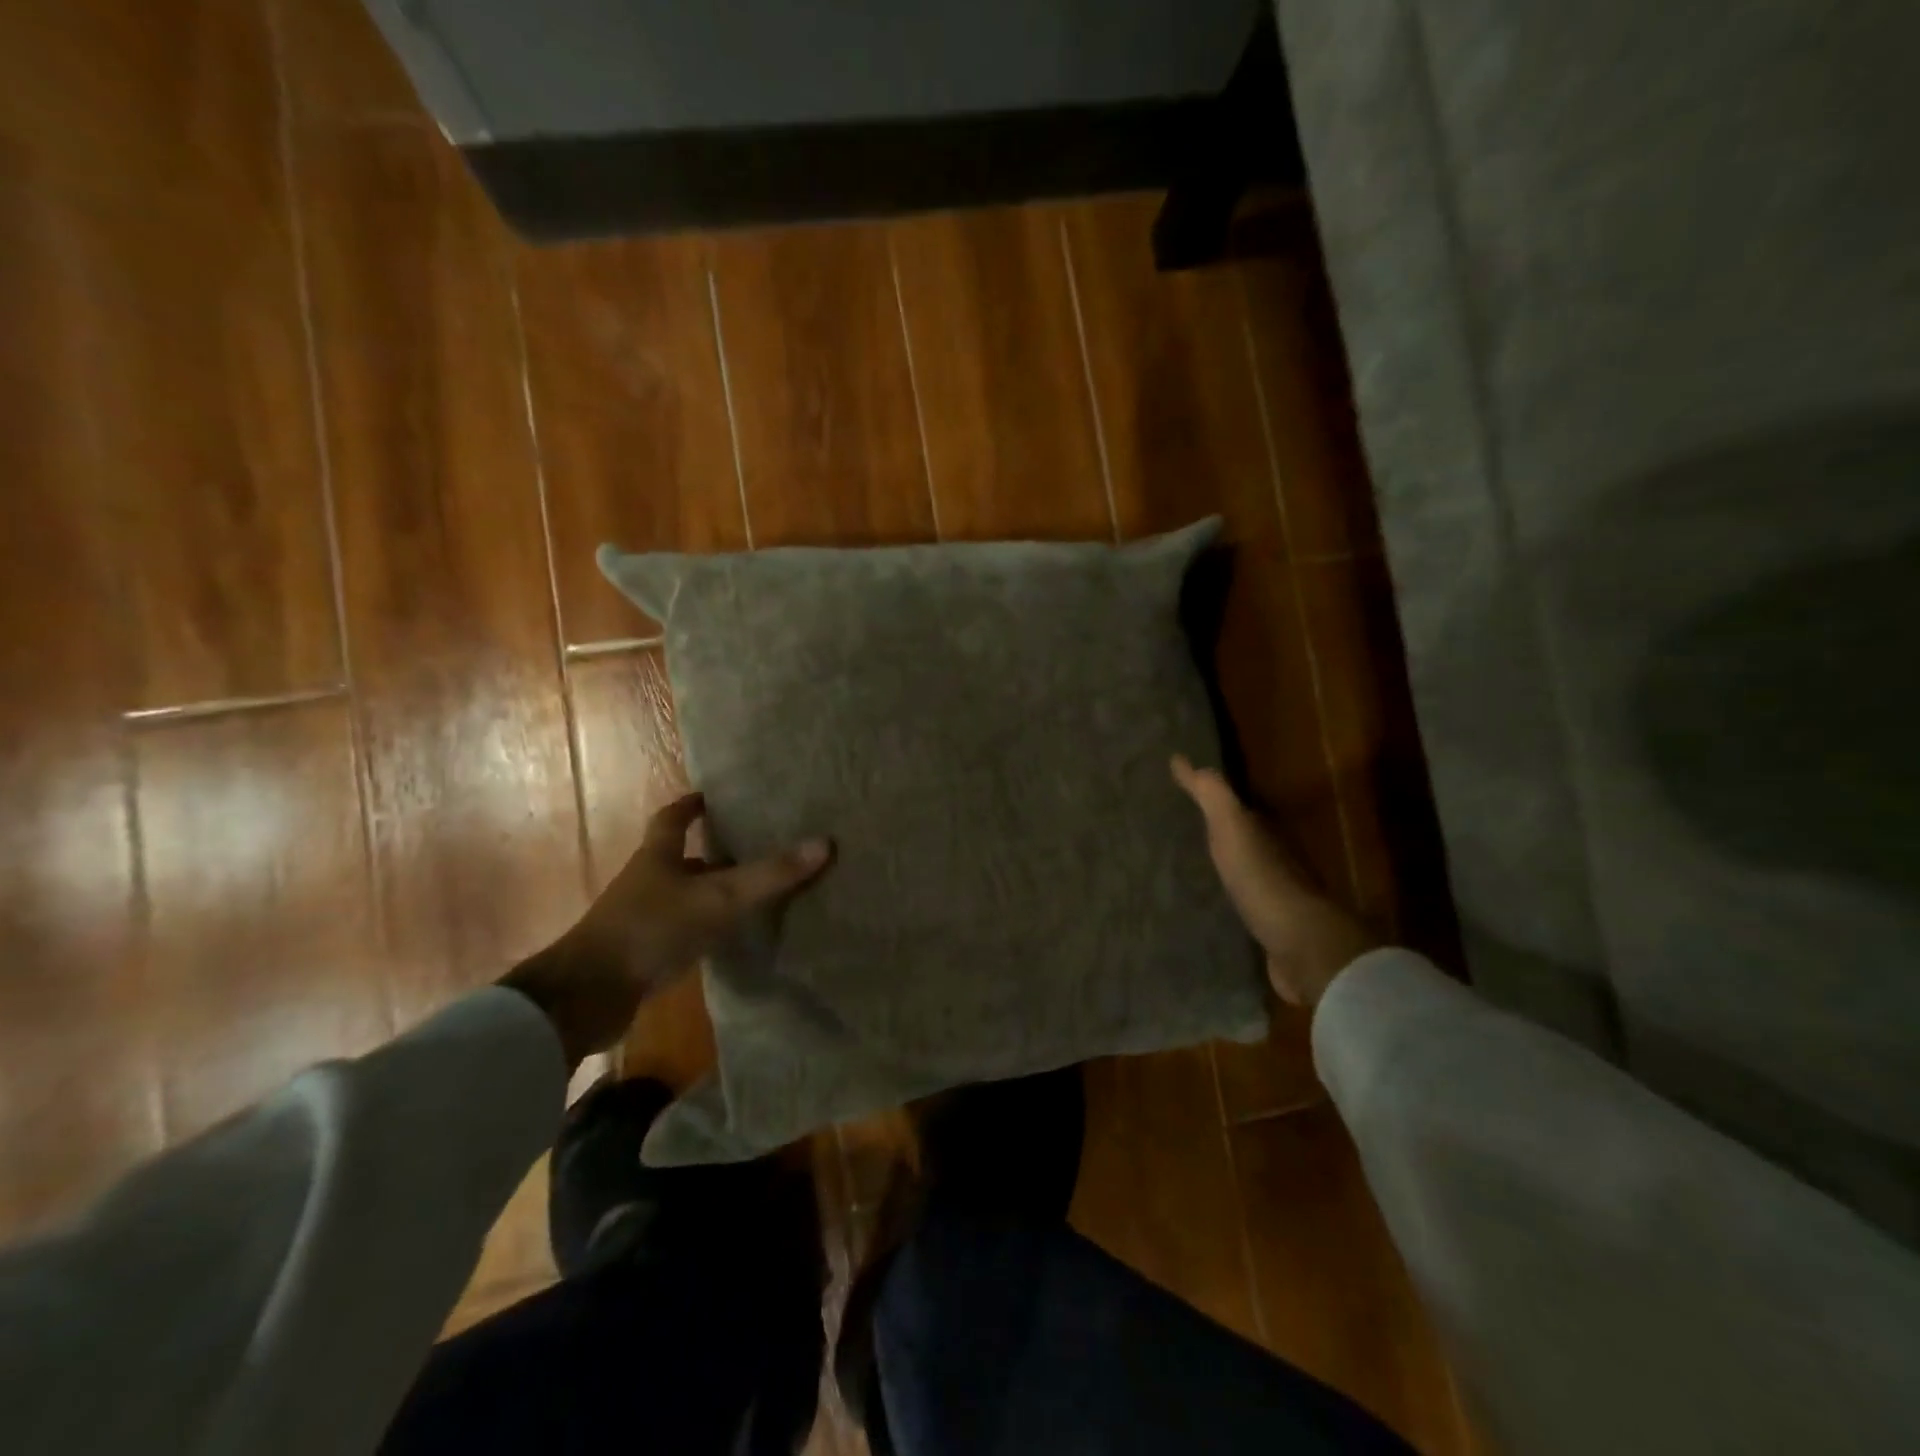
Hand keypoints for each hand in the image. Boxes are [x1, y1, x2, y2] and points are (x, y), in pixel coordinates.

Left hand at [503, 793, 832, 1064]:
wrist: (587, 996)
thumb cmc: (651, 929)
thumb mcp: (718, 899)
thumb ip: (769, 875)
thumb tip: (824, 843)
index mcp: (657, 857)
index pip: (671, 819)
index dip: (689, 806)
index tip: (708, 797)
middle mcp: (646, 882)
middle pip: (679, 859)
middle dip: (710, 852)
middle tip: (749, 847)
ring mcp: (640, 919)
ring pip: (681, 896)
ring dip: (708, 892)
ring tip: (749, 893)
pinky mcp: (640, 954)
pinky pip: (679, 930)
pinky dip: (702, 928)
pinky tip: (725, 938)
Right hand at [1171, 756, 1376, 1007]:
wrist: (1301, 946)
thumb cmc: (1263, 880)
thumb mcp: (1233, 828)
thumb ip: (1212, 796)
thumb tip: (1182, 758)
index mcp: (1267, 833)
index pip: (1239, 809)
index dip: (1214, 800)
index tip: (1184, 794)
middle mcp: (1276, 861)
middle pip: (1243, 841)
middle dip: (1217, 834)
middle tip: (1179, 830)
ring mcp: (1276, 898)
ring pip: (1244, 873)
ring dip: (1222, 868)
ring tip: (1185, 868)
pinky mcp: (1270, 930)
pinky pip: (1243, 906)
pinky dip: (1227, 900)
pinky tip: (1207, 906)